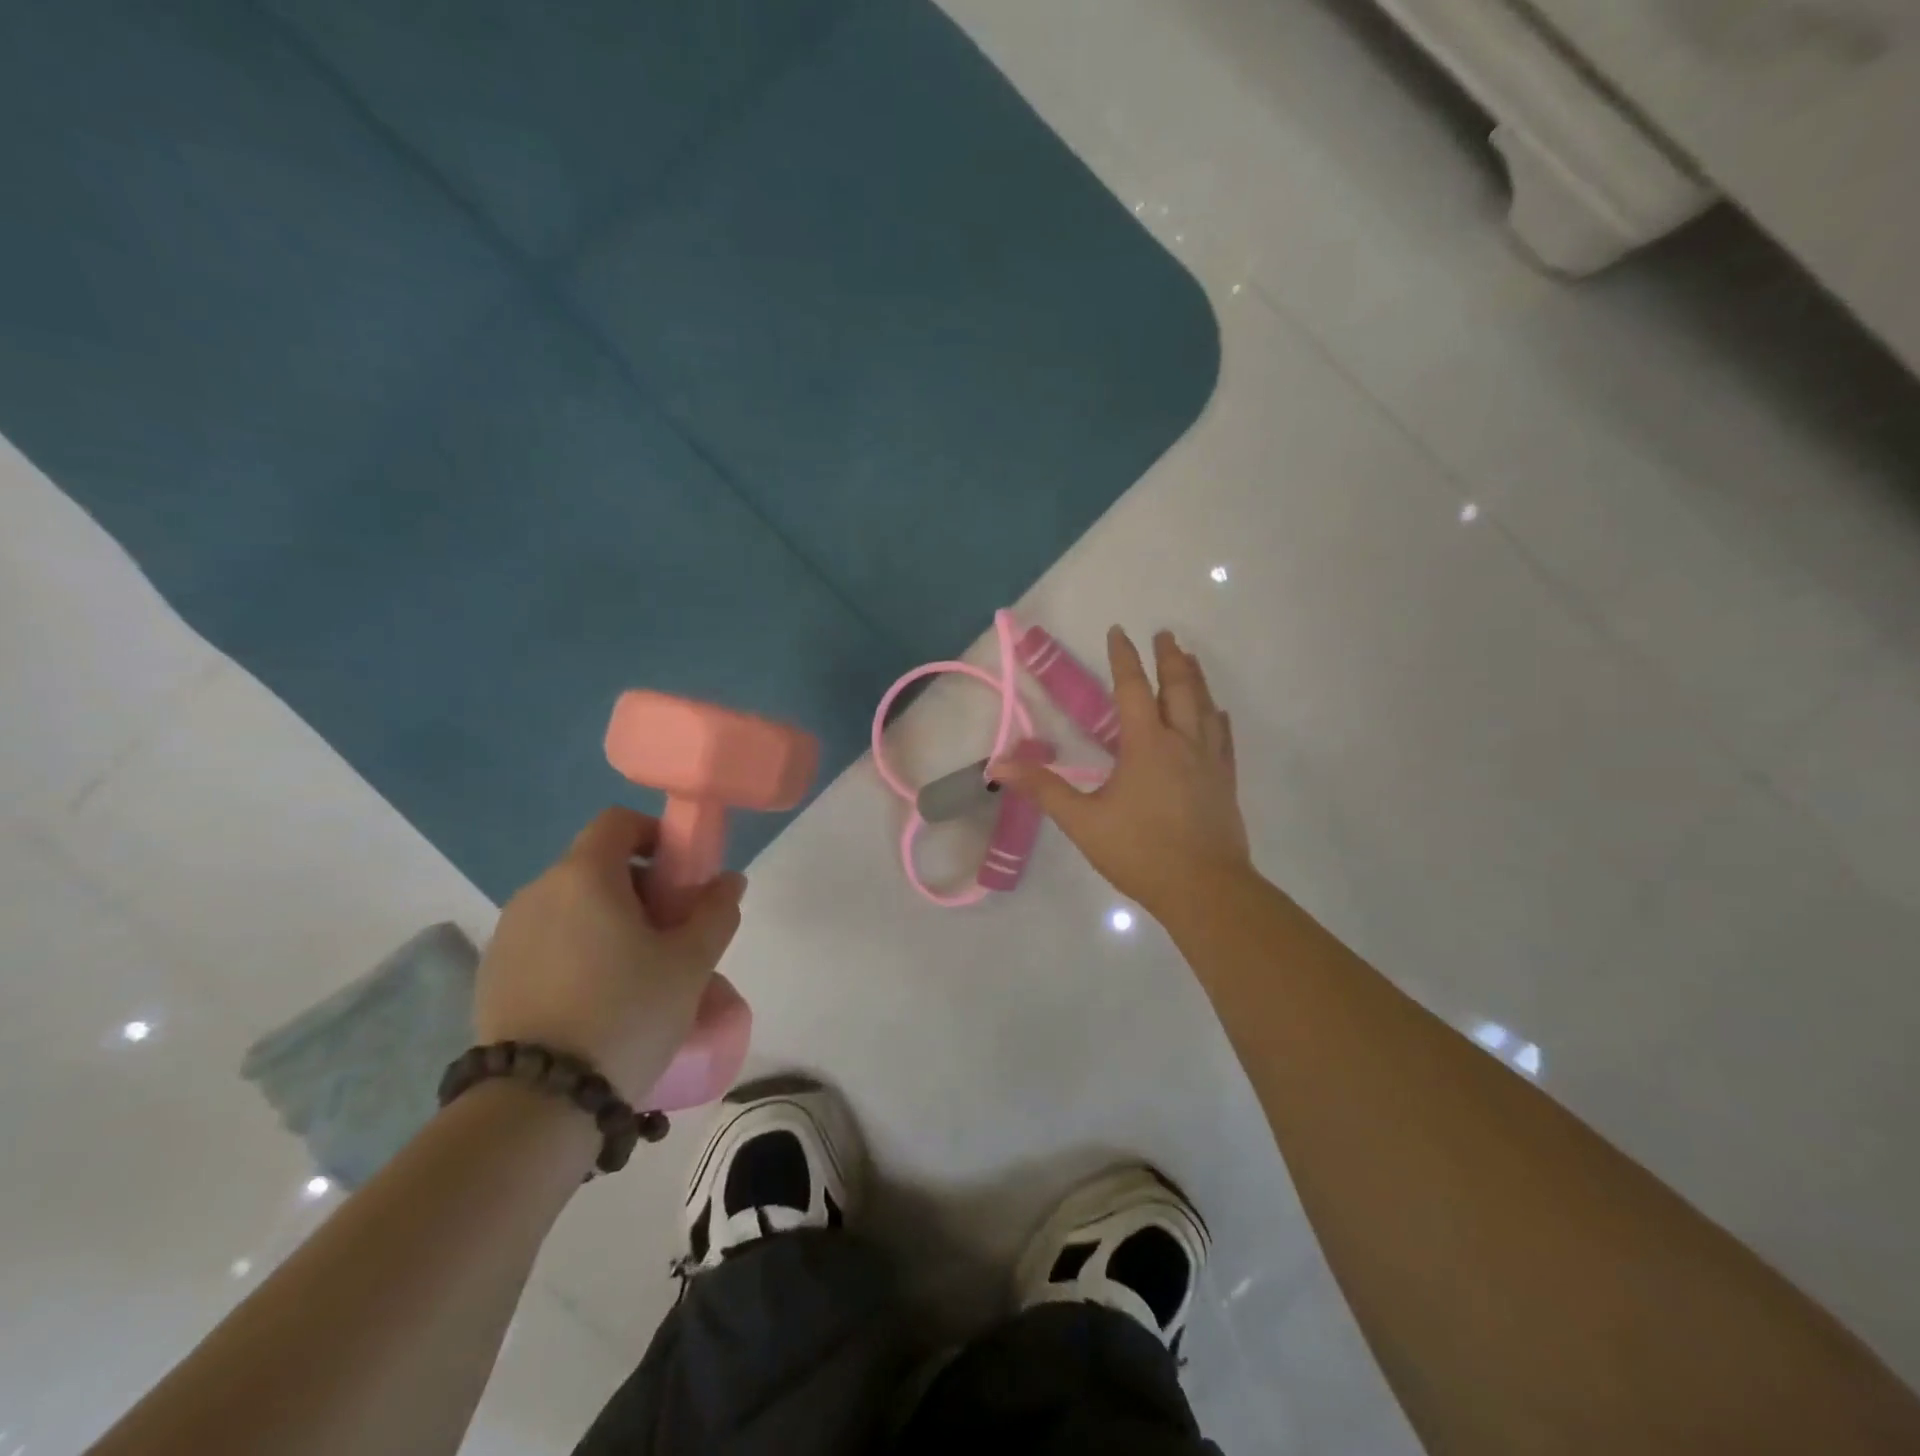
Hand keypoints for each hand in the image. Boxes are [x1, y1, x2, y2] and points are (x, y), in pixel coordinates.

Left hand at [474, 807, 746, 1104]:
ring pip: (570, 904)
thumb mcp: (691, 963)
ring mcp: (508, 934)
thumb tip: (729, 881)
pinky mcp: (492, 974)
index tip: (680, 876)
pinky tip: (595, 997)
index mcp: (584, 876)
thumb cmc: (627, 1012)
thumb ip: (716, 912)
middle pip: (596, 864)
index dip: (655, 835)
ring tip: (635, 969)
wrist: (537, 1103)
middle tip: (669, 931)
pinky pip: (546, 940)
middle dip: (639, 885)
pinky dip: (576, 948)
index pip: (618, 823)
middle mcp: (537, 892)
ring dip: (607, 918)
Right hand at [992, 627, 1251, 925]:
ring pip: (1205, 706)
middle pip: (1179, 687)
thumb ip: (1043, 789)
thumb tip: (998, 765)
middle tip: (1166, 634)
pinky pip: (1223, 736)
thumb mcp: (1082, 821)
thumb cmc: (1140, 852)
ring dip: (1195, 678)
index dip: (1124, 658)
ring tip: (1190, 659)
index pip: (1133, 689)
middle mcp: (1182, 741)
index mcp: (1146, 744)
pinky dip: (1216, 716)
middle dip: (1170, 658)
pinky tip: (1216, 714)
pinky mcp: (1225, 781)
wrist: (1205, 889)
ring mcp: (1209, 760)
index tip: (1120, 632)